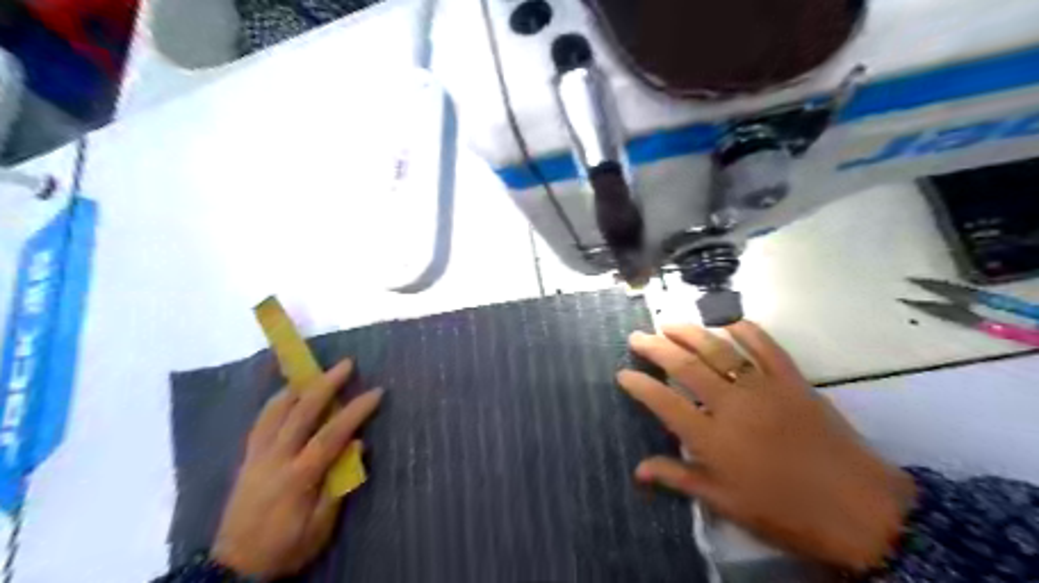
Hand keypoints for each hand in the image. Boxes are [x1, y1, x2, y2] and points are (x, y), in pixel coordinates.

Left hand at [211, 358, 381, 579]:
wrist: (233, 567)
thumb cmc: (285, 548)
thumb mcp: (320, 527)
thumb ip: (338, 485)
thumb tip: (357, 445)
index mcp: (298, 476)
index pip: (331, 434)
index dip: (356, 411)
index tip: (376, 392)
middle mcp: (275, 458)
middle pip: (301, 412)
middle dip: (326, 384)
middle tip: (346, 364)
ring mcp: (257, 456)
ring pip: (275, 411)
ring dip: (298, 387)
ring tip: (314, 371)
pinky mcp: (247, 459)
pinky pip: (260, 422)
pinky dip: (275, 403)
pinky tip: (286, 395)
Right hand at [621, 323, 911, 574]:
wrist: (859, 508)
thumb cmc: (785, 511)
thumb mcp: (726, 502)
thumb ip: (680, 478)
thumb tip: (639, 470)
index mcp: (712, 438)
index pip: (663, 402)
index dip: (639, 385)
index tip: (623, 373)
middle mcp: (731, 405)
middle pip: (685, 366)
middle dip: (656, 348)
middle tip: (638, 335)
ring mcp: (763, 388)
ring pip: (718, 350)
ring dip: (690, 333)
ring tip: (669, 322)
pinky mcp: (792, 380)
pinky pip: (766, 346)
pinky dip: (746, 330)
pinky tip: (729, 321)